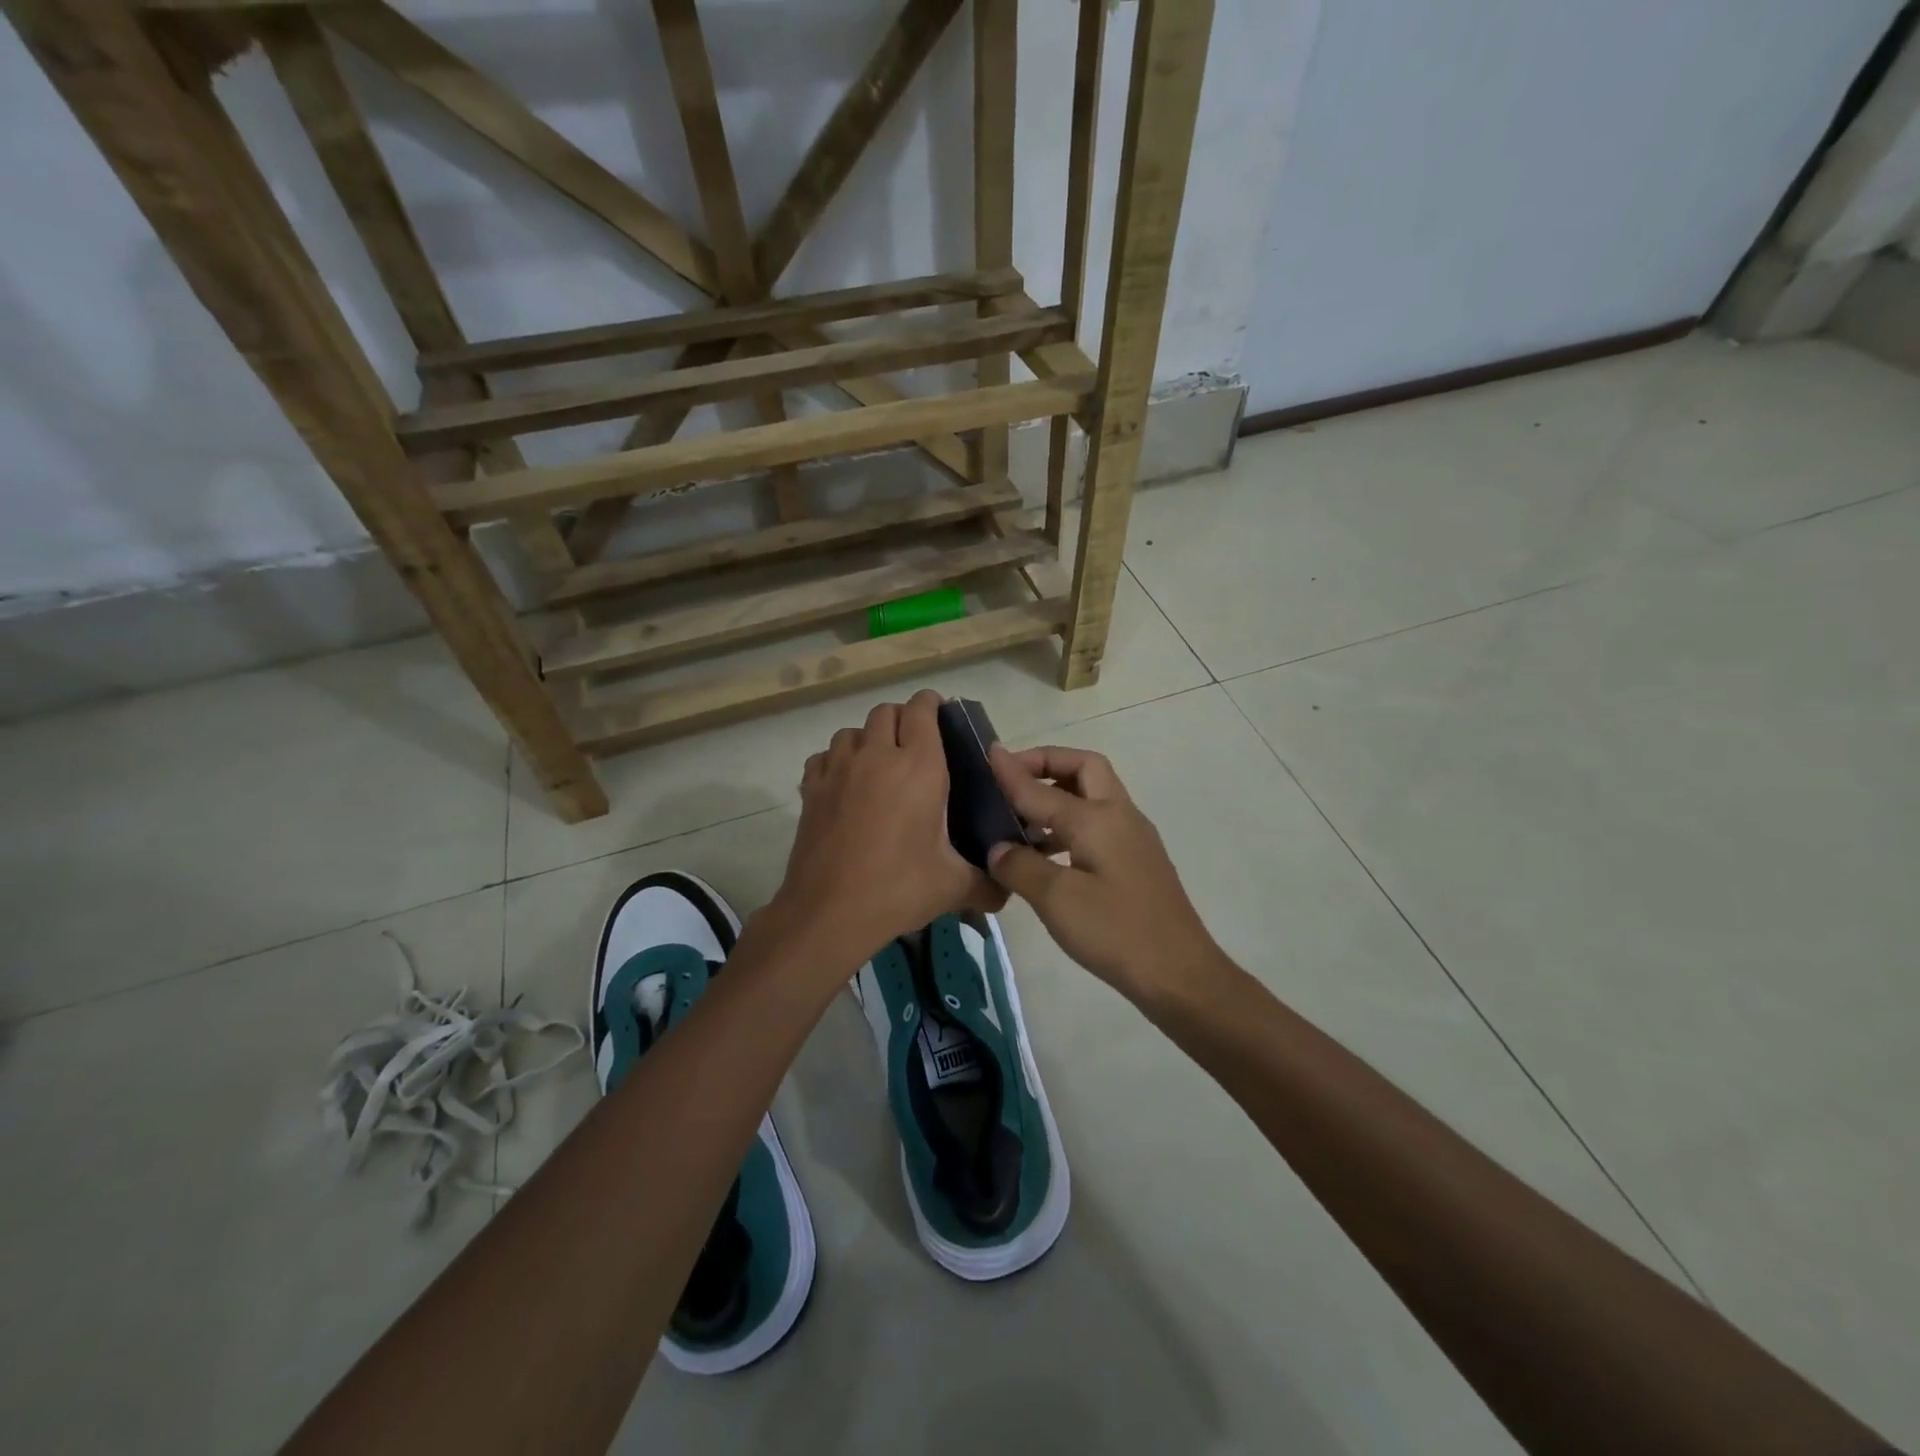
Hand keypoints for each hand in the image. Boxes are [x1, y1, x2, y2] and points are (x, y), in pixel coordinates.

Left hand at [767, 691, 1005, 968]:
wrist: (829, 912)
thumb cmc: (898, 889)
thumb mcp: (953, 887)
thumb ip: (988, 884)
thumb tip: (1008, 891)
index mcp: (918, 767)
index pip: (922, 709)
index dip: (932, 704)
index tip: (942, 716)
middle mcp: (877, 756)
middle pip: (886, 712)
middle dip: (903, 719)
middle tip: (917, 746)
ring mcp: (838, 770)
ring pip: (852, 731)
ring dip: (869, 738)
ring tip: (880, 764)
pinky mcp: (811, 789)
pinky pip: (824, 757)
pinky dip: (837, 761)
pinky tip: (846, 785)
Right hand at [987, 744, 1221, 1010]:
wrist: (1180, 974)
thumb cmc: (1116, 932)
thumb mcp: (1057, 899)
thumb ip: (1020, 866)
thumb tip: (997, 847)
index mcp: (1098, 818)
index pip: (1042, 787)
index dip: (1011, 770)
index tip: (986, 752)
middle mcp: (1119, 816)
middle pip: (1084, 768)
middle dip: (1047, 765)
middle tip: (1012, 780)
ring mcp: (1132, 838)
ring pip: (1092, 797)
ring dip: (1057, 796)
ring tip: (1019, 818)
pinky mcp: (1135, 862)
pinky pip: (1097, 825)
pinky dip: (1068, 825)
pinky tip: (1043, 855)